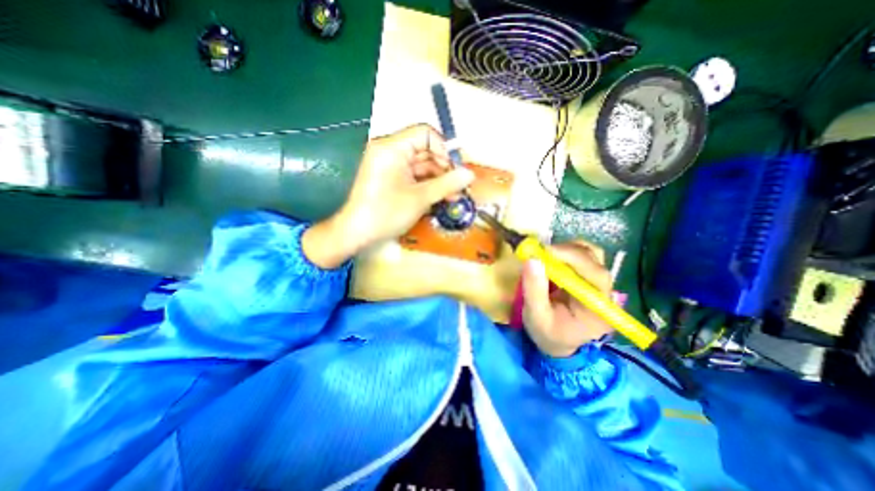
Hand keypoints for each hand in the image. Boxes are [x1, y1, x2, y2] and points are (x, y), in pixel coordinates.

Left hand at [304, 122, 475, 268]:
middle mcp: (390, 150)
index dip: (445, 149)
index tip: (458, 169)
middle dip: (445, 168)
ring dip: (439, 179)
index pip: (426, 134)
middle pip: (425, 150)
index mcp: (392, 147)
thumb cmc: (386, 213)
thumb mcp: (420, 198)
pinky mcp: (391, 177)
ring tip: (454, 196)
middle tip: (460, 186)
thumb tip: (470, 174)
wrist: (357, 233)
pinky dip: (427, 185)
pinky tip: (441, 197)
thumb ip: (447, 184)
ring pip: (422, 165)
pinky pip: (414, 175)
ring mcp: (390, 164)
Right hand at [518, 240, 612, 355]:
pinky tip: (552, 257)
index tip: (547, 251)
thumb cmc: (549, 333)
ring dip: (567, 249)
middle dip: (567, 251)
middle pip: (595, 260)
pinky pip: (583, 255)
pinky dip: (567, 251)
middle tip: (540, 251)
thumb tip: (532, 260)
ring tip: (546, 255)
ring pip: (591, 253)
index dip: (574, 258)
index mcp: (597, 308)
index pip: (596, 275)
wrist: (559, 341)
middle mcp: (604, 292)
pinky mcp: (588, 276)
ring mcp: (598, 282)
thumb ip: (534, 291)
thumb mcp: (536, 317)